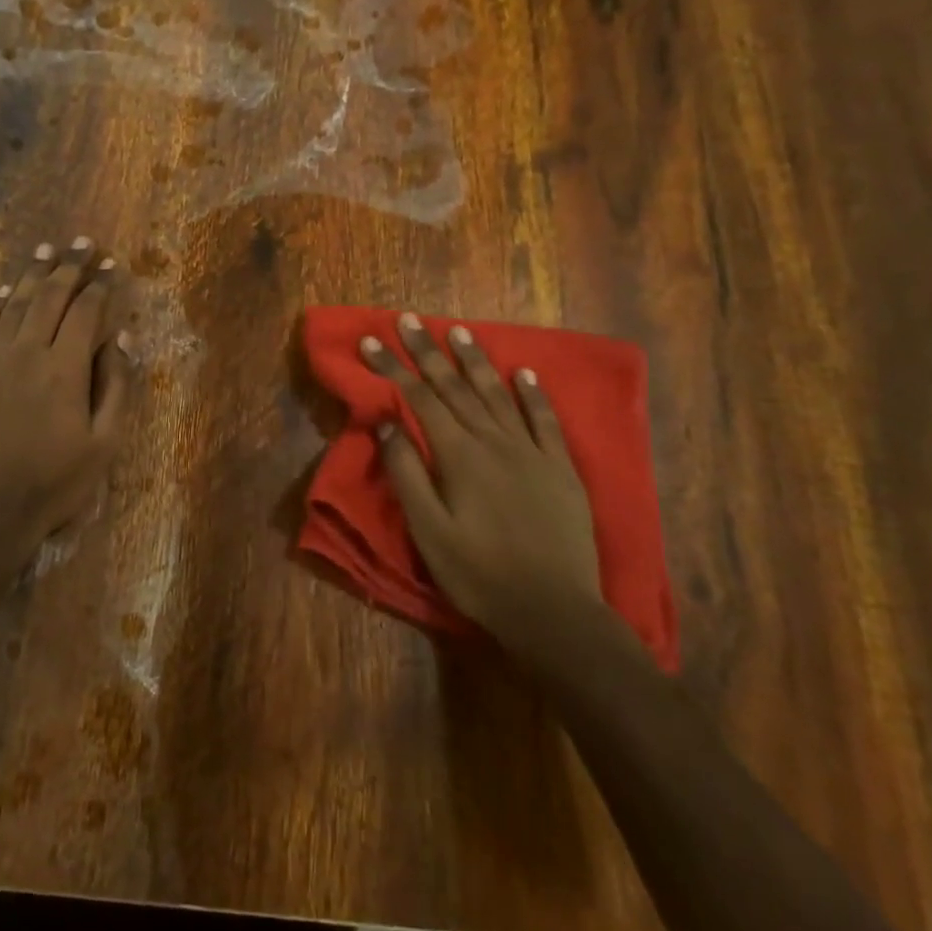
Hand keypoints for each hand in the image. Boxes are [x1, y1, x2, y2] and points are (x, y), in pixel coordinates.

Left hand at [0, 240, 129, 541]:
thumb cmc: (53, 486)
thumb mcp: (104, 445)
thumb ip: (117, 387)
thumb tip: (122, 338)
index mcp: (64, 368)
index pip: (86, 311)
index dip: (101, 285)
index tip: (111, 264)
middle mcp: (25, 352)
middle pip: (49, 297)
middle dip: (69, 267)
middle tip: (82, 243)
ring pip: (13, 305)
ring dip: (32, 275)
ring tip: (45, 251)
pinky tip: (4, 294)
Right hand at [360, 314, 608, 657]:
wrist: (553, 611)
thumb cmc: (478, 574)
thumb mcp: (428, 531)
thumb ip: (407, 473)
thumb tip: (386, 424)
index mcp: (459, 456)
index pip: (419, 398)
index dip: (393, 367)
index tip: (371, 340)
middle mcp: (494, 442)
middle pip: (455, 387)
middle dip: (427, 351)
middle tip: (408, 319)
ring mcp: (531, 452)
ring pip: (497, 394)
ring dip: (475, 361)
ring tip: (458, 330)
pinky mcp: (560, 468)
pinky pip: (545, 421)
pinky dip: (533, 394)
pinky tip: (524, 373)